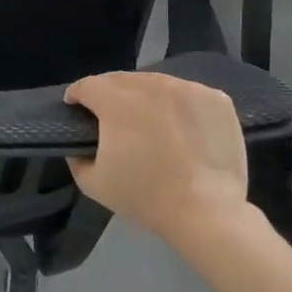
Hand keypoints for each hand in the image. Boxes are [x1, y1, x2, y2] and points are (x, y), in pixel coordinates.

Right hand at [64, 72, 254, 250]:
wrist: (206, 212)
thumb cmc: (145, 197)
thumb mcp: (92, 182)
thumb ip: (76, 155)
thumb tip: (79, 142)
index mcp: (116, 100)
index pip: (87, 85)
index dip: (77, 96)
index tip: (77, 110)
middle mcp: (151, 84)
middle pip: (121, 80)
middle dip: (110, 95)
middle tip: (113, 120)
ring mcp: (187, 88)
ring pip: (156, 83)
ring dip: (146, 97)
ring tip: (150, 121)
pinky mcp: (215, 98)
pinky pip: (187, 93)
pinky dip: (179, 104)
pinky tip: (181, 127)